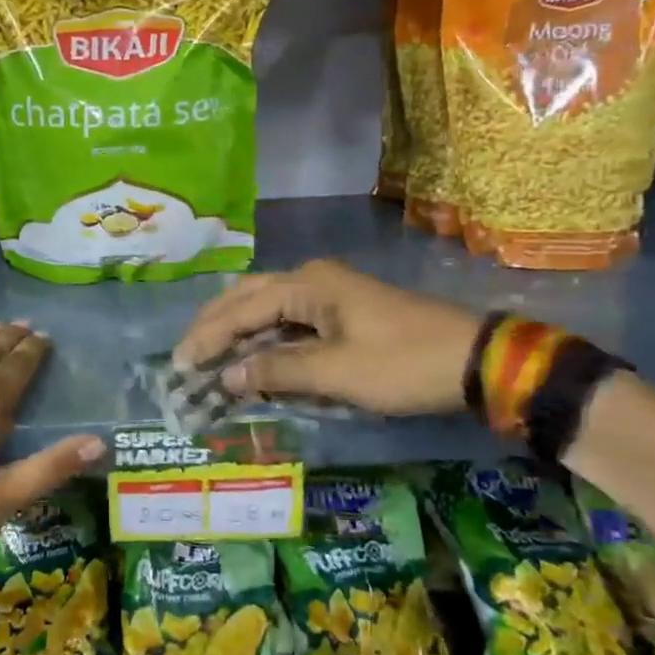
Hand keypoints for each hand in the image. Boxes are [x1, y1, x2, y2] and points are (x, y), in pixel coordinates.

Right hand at [176, 260, 481, 415]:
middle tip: (186, 354)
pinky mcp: (343, 312)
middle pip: (248, 297)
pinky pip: (289, 320)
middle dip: (214, 325)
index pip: (241, 309)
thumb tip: (227, 375)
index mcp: (307, 285)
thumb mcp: (337, 372)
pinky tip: (251, 356)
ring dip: (237, 330)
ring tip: (208, 354)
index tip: (180, 364)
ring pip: (267, 307)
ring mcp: (329, 293)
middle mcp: (312, 279)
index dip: (208, 337)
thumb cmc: (402, 364)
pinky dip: (264, 338)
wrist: (474, 360)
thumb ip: (277, 371)